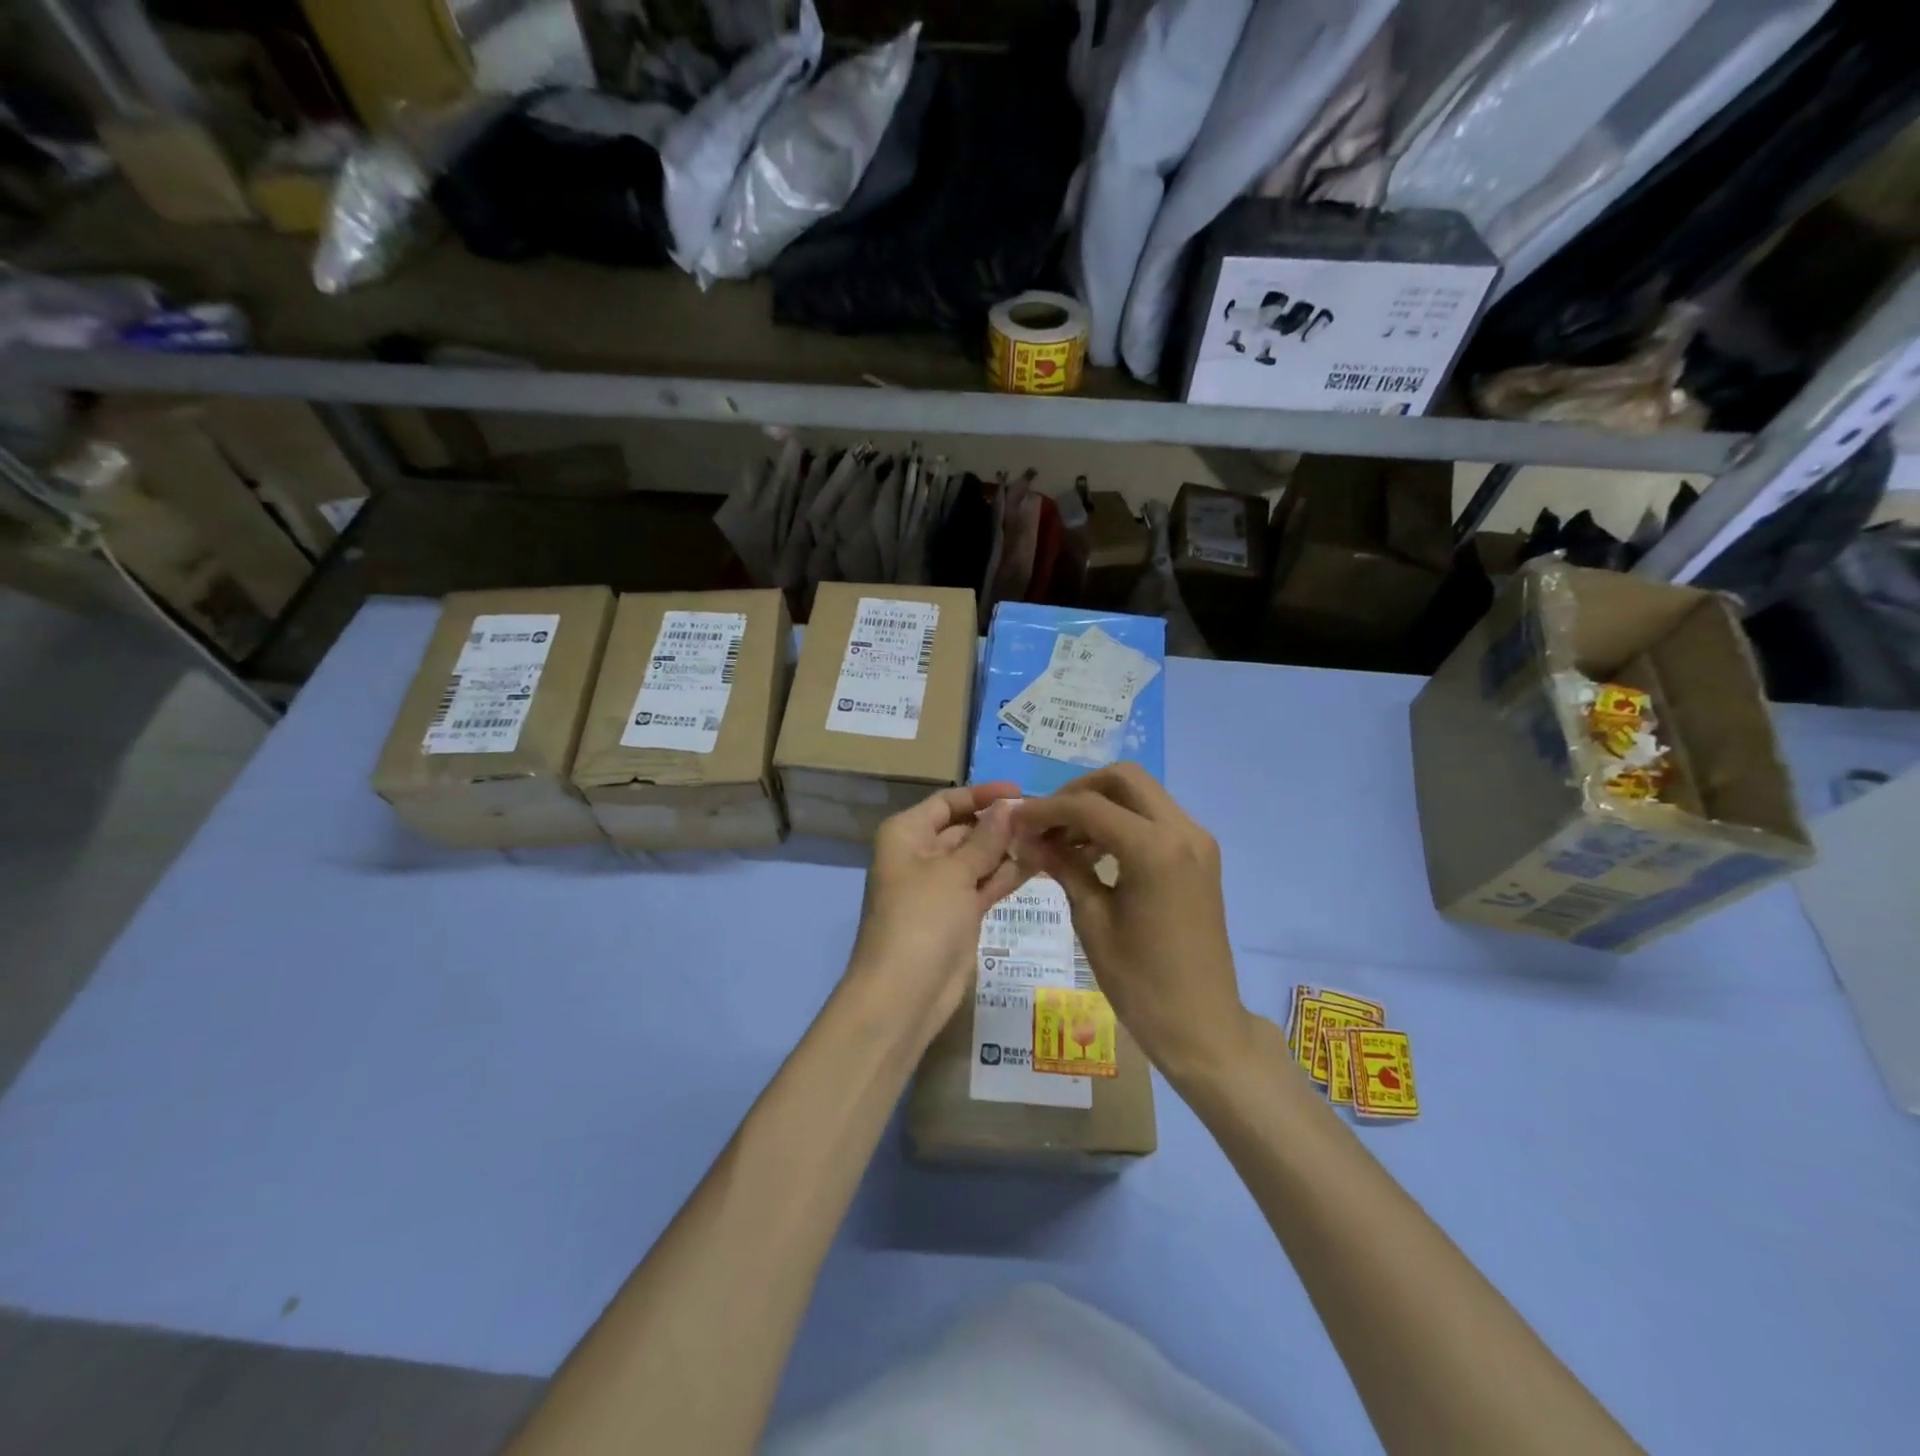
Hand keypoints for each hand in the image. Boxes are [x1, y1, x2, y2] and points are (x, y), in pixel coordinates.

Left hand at [846, 781, 1027, 1047]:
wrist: (904, 993)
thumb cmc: (921, 919)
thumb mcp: (953, 872)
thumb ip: (985, 838)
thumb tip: (1008, 806)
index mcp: (907, 834)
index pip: (948, 802)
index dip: (982, 794)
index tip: (1021, 791)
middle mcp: (922, 854)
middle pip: (965, 828)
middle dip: (1001, 822)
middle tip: (1046, 816)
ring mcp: (942, 886)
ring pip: (980, 857)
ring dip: (1010, 848)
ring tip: (1052, 835)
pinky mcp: (960, 914)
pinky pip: (986, 884)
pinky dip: (1008, 874)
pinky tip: (1042, 862)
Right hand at [1012, 764, 1245, 1080]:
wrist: (1202, 1025)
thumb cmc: (1140, 982)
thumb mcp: (1093, 921)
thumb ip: (1064, 867)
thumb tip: (1029, 838)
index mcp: (1155, 849)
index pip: (1089, 806)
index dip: (1046, 809)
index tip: (1015, 820)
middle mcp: (1183, 831)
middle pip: (1124, 778)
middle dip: (1078, 791)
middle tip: (1047, 822)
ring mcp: (1197, 841)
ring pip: (1142, 794)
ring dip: (1101, 805)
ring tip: (1063, 840)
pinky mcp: (1200, 856)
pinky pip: (1156, 818)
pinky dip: (1123, 821)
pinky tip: (1094, 852)